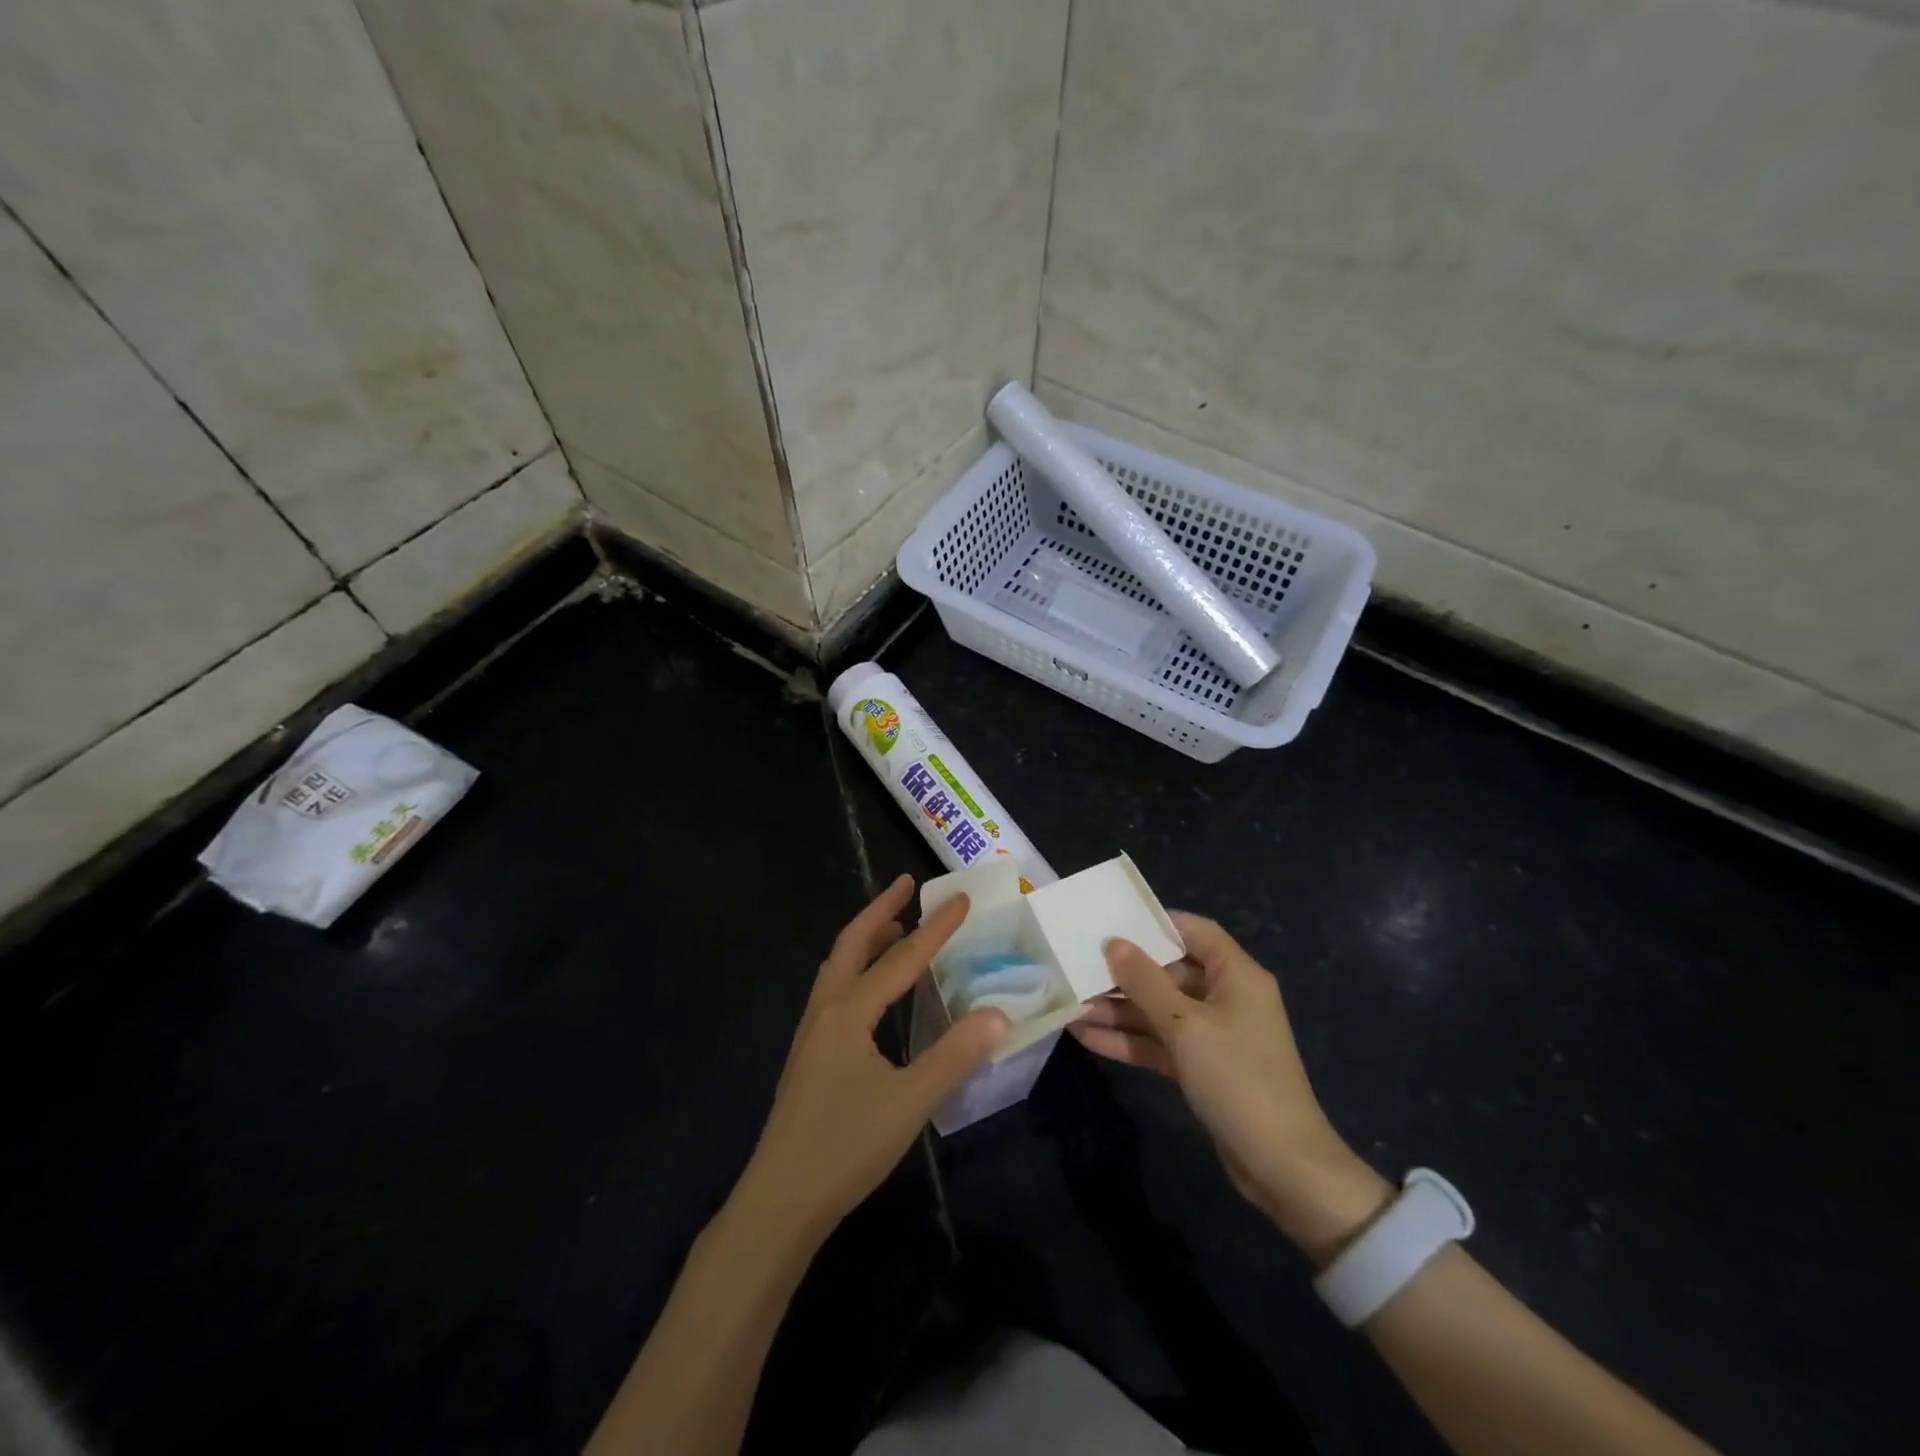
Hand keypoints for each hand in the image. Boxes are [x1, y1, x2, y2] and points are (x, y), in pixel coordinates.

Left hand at [740, 875, 1007, 1239]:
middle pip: (852, 943)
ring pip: (838, 966)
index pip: (901, 959)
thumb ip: (955, 1055)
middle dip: (881, 910)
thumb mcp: (910, 1102)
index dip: (935, 929)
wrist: (780, 1201)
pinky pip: (835, 990)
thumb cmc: (846, 1146)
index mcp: (848, 1012)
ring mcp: (811, 1033)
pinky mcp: (810, 1055)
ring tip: (893, 926)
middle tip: (907, 884)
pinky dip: (857, 969)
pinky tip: (874, 991)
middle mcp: (825, 1010)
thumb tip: (998, 1014)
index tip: (962, 899)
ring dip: (866, 938)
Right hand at [1071, 911, 1391, 1261]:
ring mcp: (1215, 1034)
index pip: (1195, 931)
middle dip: (1126, 974)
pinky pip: (1161, 1042)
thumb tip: (1114, 943)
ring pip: (1160, 1010)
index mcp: (1236, 975)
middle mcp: (1227, 997)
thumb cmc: (1238, 1080)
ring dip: (1120, 1010)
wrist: (1283, 1167)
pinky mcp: (1203, 1067)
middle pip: (1170, 972)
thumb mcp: (1186, 1026)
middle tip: (1079, 968)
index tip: (1112, 922)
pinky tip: (1088, 1037)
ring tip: (1073, 1007)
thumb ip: (1146, 982)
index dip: (1155, 923)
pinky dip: (1130, 1040)